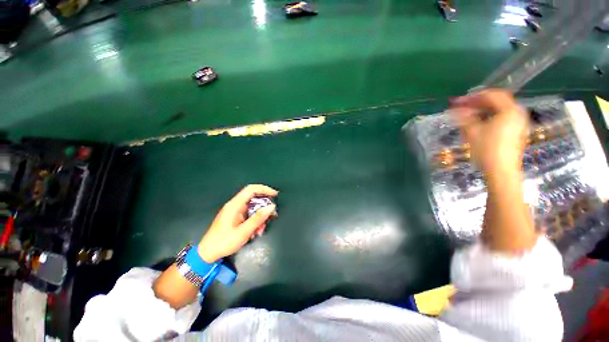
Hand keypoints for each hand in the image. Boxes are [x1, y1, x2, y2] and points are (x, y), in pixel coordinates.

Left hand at [197, 185, 277, 262]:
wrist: (207, 254)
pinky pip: (249, 215)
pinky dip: (255, 221)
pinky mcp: (235, 217)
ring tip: (261, 230)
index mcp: (235, 205)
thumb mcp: (243, 232)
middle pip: (254, 199)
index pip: (251, 189)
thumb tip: (272, 206)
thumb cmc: (224, 242)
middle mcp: (235, 205)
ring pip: (253, 208)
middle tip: (271, 217)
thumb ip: (258, 218)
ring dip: (260, 217)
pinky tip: (255, 232)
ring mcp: (235, 211)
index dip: (264, 189)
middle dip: (264, 207)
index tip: (275, 195)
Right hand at [450, 89, 528, 176]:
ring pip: (500, 110)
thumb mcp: (472, 132)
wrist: (501, 172)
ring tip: (468, 117)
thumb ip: (464, 117)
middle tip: (463, 108)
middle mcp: (517, 113)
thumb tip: (455, 108)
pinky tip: (479, 124)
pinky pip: (502, 118)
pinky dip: (490, 117)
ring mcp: (519, 123)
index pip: (492, 95)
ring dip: (483, 111)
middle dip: (478, 103)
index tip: (459, 102)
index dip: (474, 97)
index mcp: (509, 110)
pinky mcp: (516, 132)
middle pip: (497, 102)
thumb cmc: (487, 150)